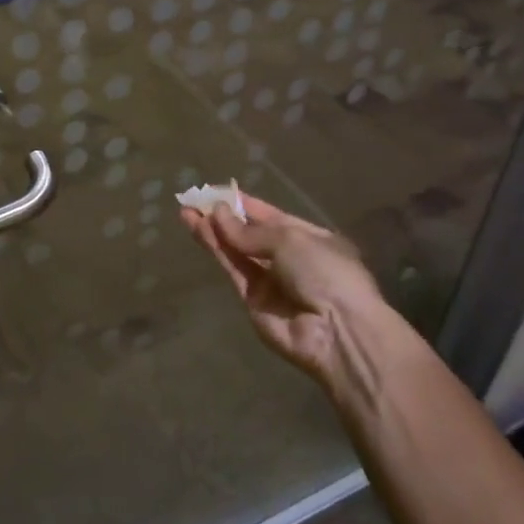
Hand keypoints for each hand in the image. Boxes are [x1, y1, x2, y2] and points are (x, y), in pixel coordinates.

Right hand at [181, 193, 416, 406]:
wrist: (336, 331)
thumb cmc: (325, 272)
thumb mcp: (291, 239)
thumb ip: (249, 231)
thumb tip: (218, 215)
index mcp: (311, 239)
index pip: (272, 217)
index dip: (245, 205)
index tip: (219, 192)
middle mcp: (290, 259)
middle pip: (250, 234)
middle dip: (224, 217)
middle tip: (194, 200)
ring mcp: (271, 281)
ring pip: (236, 251)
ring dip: (213, 231)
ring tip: (186, 211)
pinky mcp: (252, 300)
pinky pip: (233, 269)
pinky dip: (217, 250)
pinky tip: (200, 230)